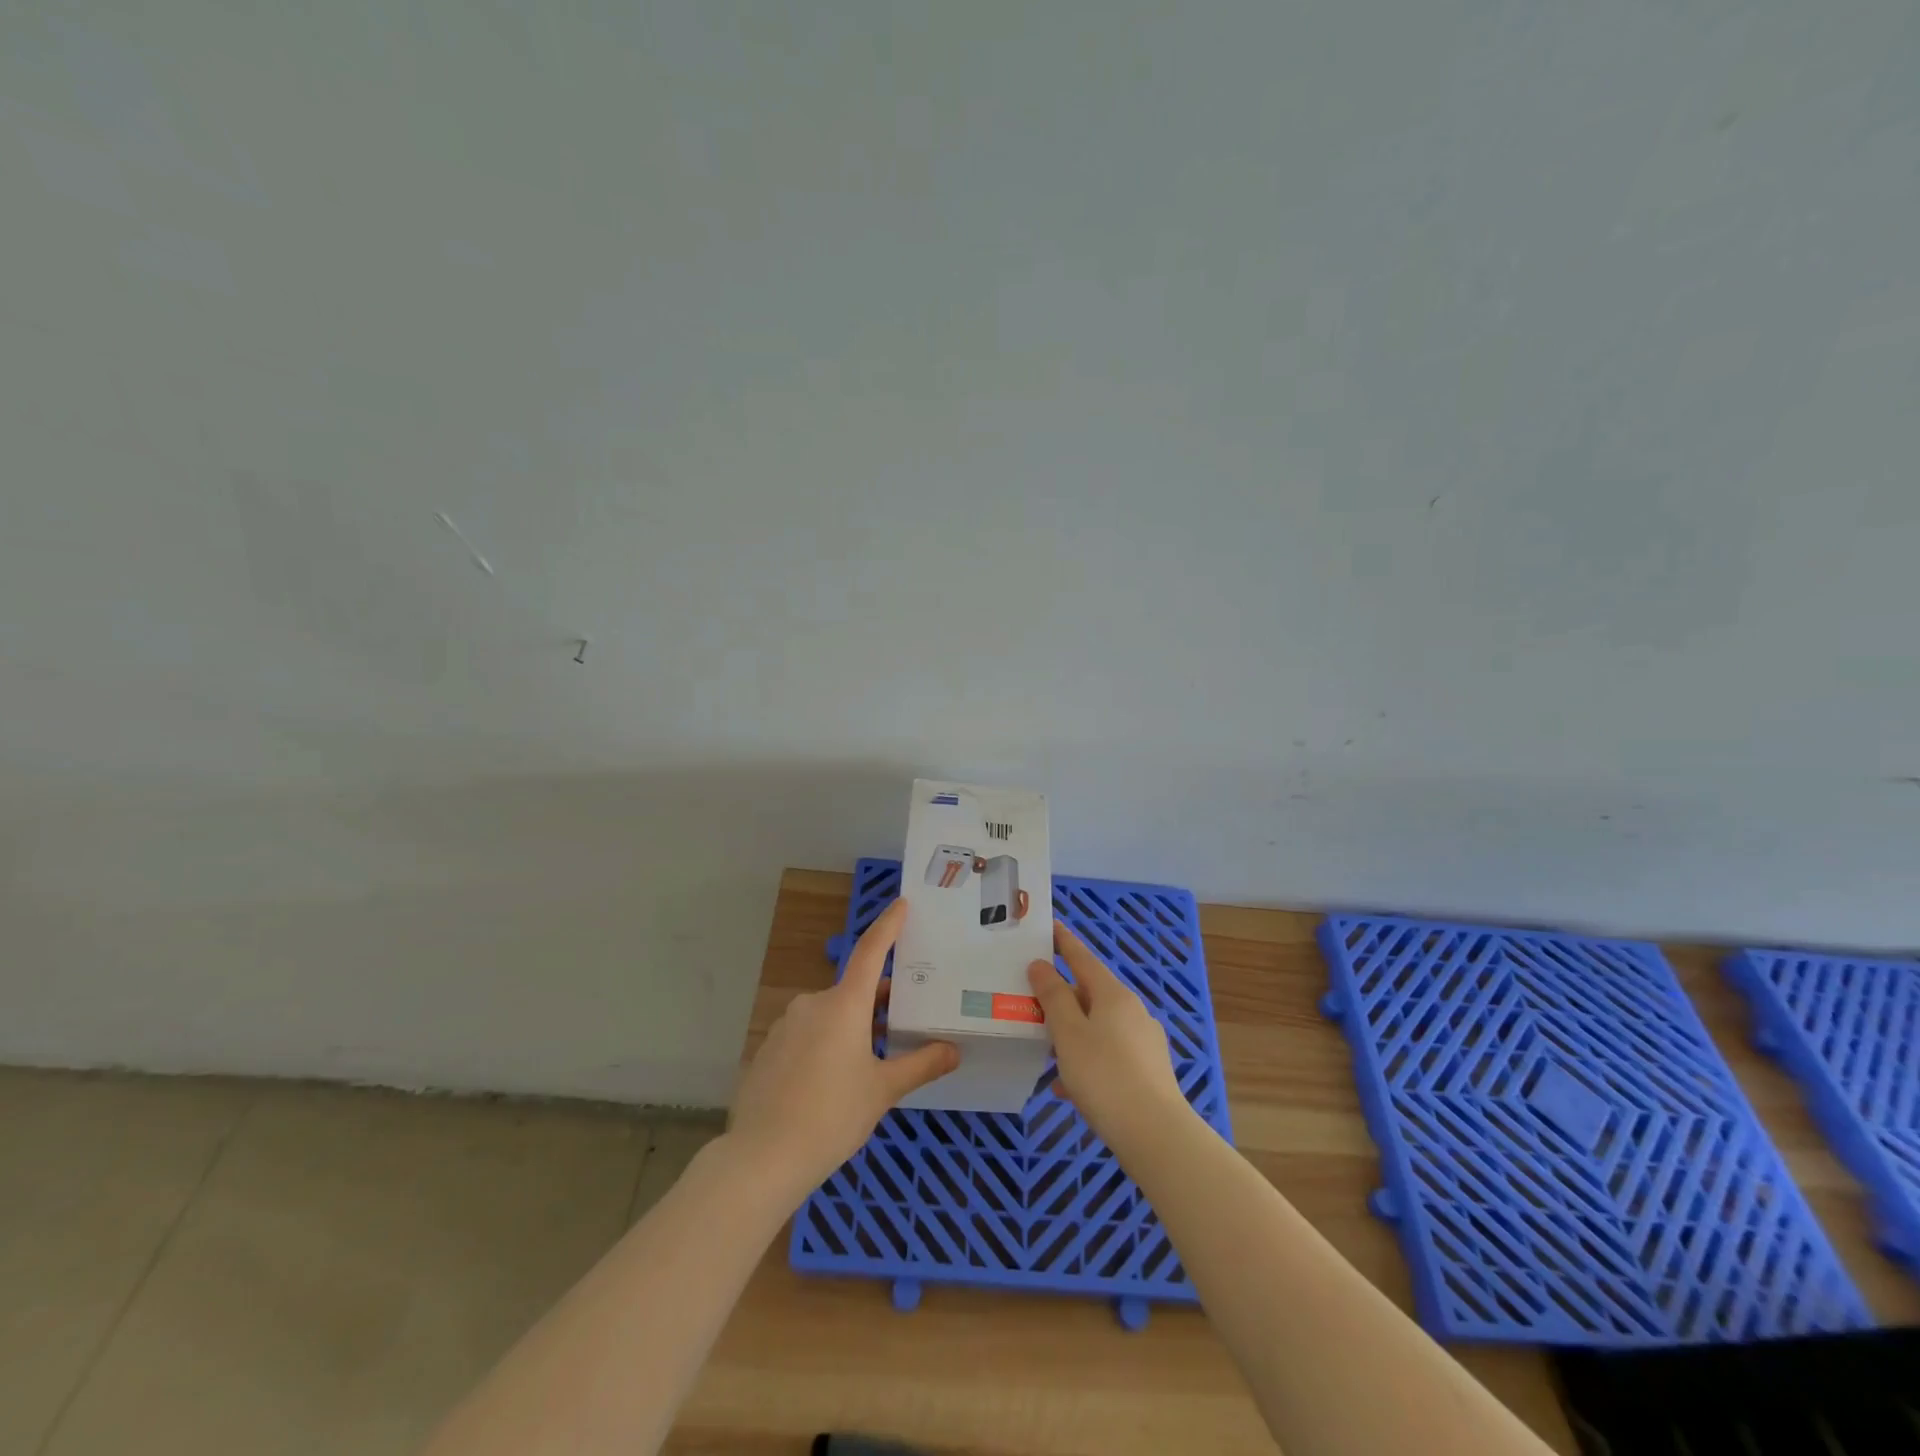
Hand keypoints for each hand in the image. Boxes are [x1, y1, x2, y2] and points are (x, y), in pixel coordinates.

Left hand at [728, 899, 957, 1203]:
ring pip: (829, 1015)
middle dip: (877, 1001)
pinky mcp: (769, 1049)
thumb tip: (953, 1051)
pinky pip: (806, 1035)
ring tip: (869, 1060)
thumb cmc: (832, 1115)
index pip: (871, 951)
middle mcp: (813, 1004)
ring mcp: (786, 1025)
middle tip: (902, 1020)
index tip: (901, 904)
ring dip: (851, 1025)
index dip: (888, 926)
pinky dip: (825, 1044)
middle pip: (853, 990)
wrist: (762, 1157)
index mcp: (844, 1004)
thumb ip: (920, 1065)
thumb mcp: (883, 1090)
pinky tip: (831, 1081)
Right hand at [1028, 921, 1191, 1154]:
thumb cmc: (1104, 1076)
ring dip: (1072, 1034)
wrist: (1156, 1135)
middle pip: (1090, 994)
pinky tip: (1067, 1088)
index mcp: (1113, 995)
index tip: (1050, 927)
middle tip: (1032, 1003)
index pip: (1083, 958)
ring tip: (1045, 1051)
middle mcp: (1133, 1011)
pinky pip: (1108, 1055)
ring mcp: (1144, 1042)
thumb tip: (1041, 965)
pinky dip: (1086, 1061)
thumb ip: (1053, 997)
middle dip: (1062, 998)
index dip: (1064, 943)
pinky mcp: (1148, 1072)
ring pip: (1098, 1027)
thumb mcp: (1068, 1033)